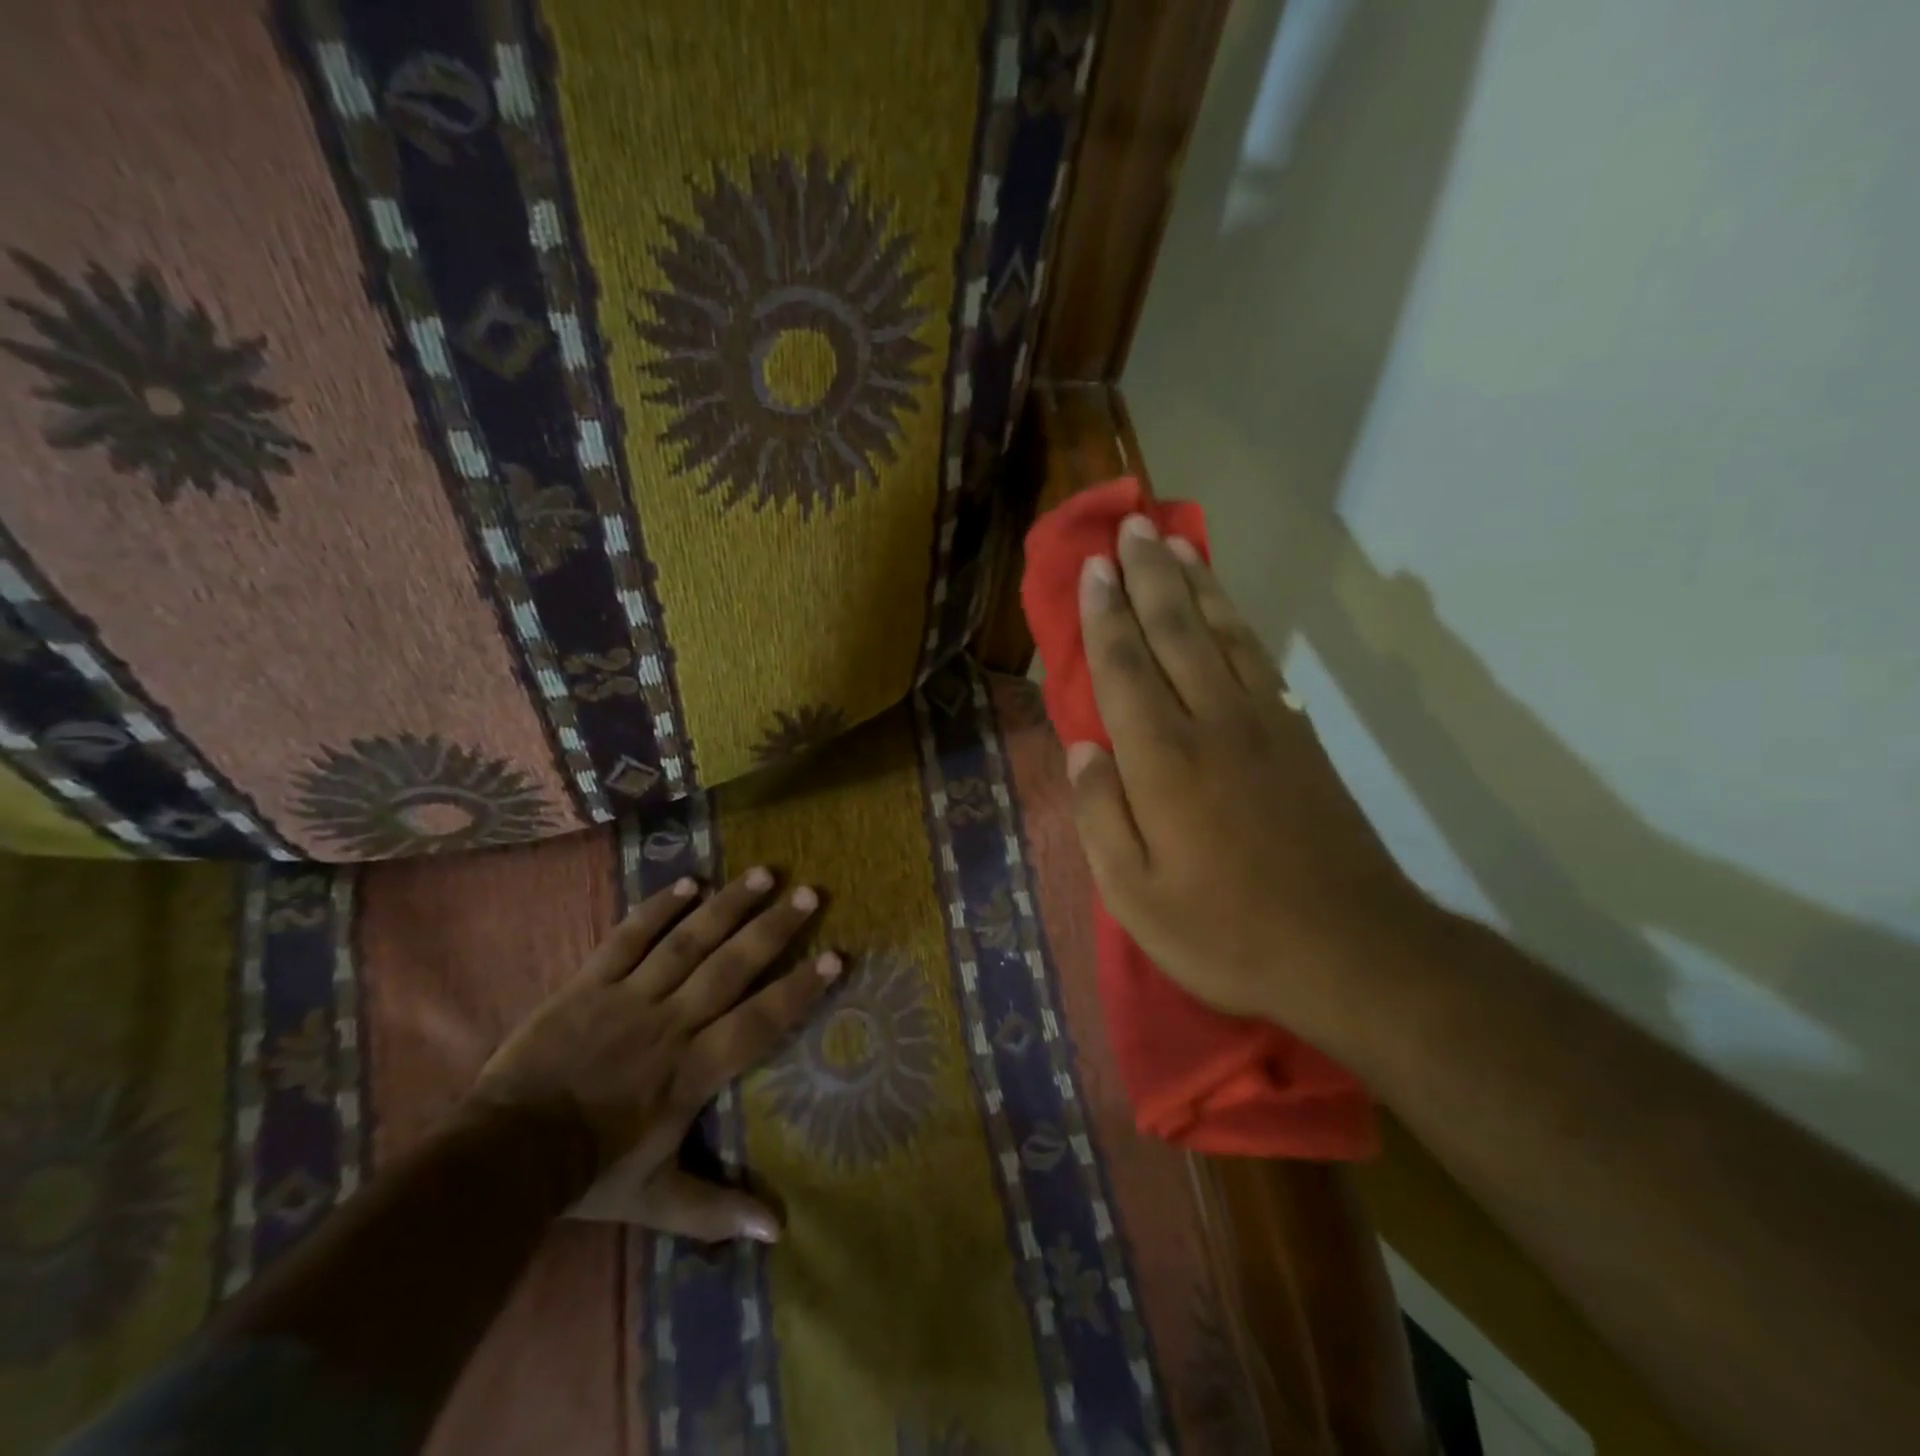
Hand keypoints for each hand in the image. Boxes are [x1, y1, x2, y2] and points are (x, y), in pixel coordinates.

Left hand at [468, 867, 838, 1243]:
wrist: (503, 1156)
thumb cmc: (590, 1172)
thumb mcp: (658, 1199)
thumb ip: (717, 1209)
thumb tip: (779, 1231)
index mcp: (692, 1070)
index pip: (759, 1021)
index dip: (800, 989)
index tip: (836, 956)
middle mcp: (671, 1023)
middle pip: (732, 966)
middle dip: (774, 928)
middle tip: (809, 893)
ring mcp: (629, 997)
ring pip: (688, 941)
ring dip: (728, 906)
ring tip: (763, 874)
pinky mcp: (590, 982)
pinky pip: (629, 938)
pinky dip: (659, 908)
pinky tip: (688, 882)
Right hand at [1065, 513, 1429, 1036]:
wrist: (1349, 949)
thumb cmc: (1226, 931)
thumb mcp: (1134, 895)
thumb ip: (1099, 816)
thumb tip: (1080, 749)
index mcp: (1163, 761)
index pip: (1124, 669)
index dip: (1104, 616)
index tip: (1092, 569)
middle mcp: (1212, 724)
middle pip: (1175, 631)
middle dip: (1148, 576)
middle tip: (1131, 528)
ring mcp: (1264, 725)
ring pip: (1222, 634)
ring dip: (1195, 584)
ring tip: (1175, 544)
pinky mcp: (1300, 737)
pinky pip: (1259, 660)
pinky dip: (1238, 622)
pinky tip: (1226, 608)